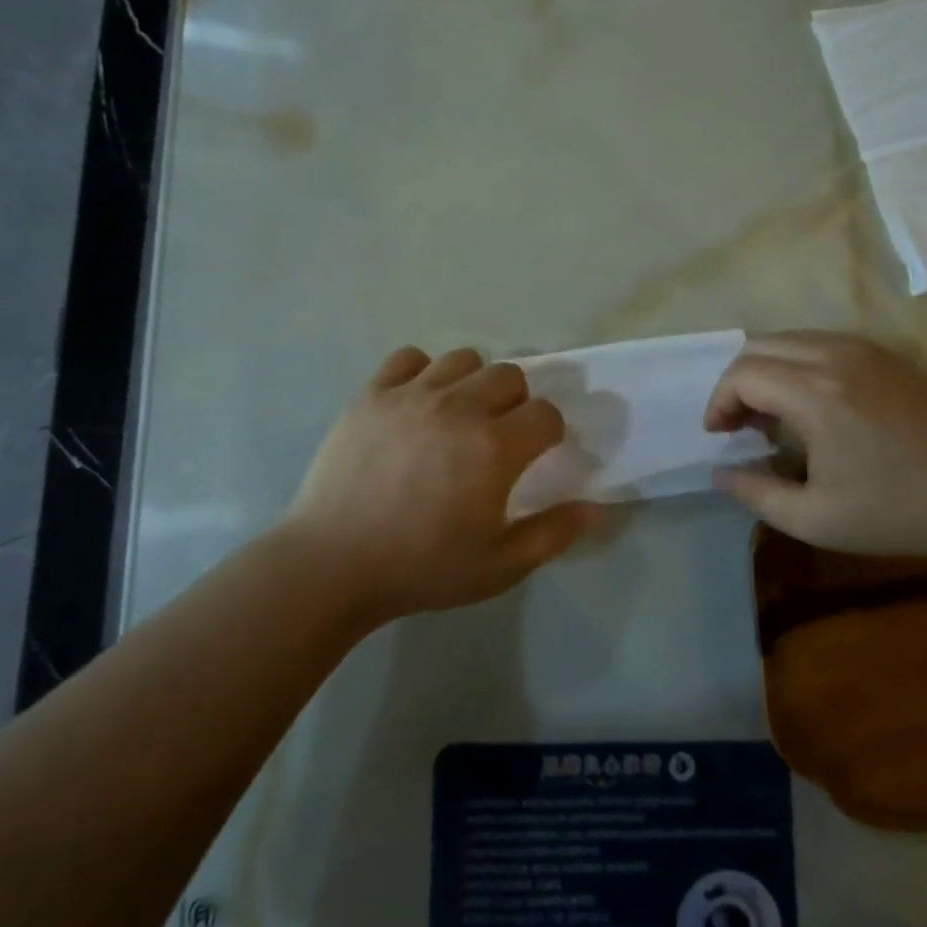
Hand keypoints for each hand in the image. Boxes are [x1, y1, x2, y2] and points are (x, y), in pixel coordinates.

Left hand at [283, 346, 594, 622]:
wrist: (332, 564)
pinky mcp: (372, 393)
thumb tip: (593, 507)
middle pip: (510, 375)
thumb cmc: (421, 568)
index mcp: (494, 447)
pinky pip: (409, 357)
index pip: (546, 414)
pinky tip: (415, 402)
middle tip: (498, 435)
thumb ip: (552, 534)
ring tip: (457, 415)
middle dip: (516, 401)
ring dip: (472, 382)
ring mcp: (412, 394)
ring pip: (463, 359)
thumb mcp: (499, 567)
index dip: (550, 433)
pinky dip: (421, 372)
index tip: (537, 453)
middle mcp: (459, 407)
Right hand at [703, 331, 926, 563]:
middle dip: (736, 382)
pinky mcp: (888, 354)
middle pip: (759, 346)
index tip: (719, 436)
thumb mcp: (816, 519)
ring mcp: (866, 349)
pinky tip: (811, 403)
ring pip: (790, 338)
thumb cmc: (899, 512)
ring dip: (767, 369)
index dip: (719, 402)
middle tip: (740, 425)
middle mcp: (836, 356)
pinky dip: (798, 363)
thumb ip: (756, 493)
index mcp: (816, 394)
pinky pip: (822, 341)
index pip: (742, 375)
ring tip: (772, 416)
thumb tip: (720, 472)